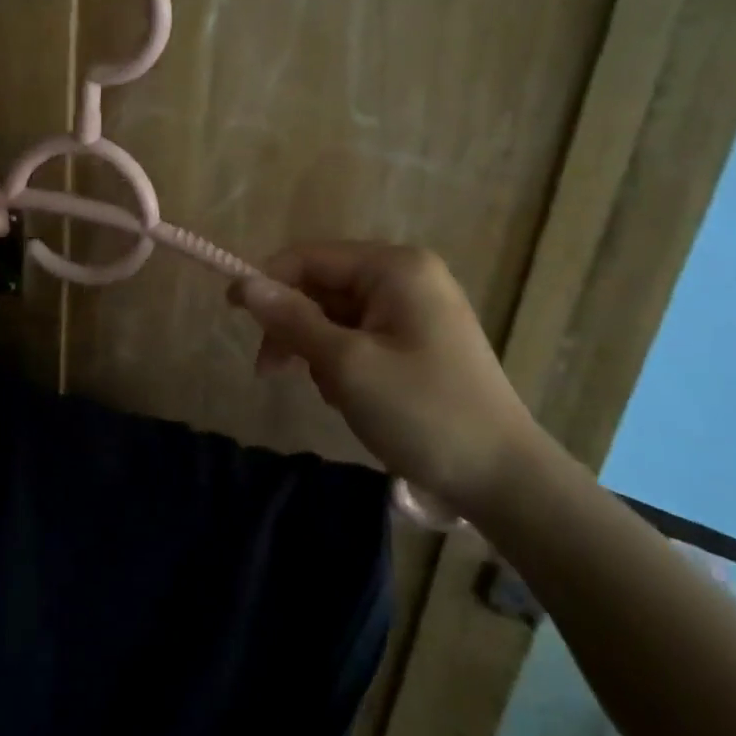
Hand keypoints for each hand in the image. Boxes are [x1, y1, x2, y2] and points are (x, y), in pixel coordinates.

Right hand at [228, 243, 540, 515]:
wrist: (503, 478)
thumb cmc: (423, 412)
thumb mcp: (348, 365)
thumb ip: (293, 320)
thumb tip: (245, 283)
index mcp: (395, 267)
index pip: (311, 257)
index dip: (268, 281)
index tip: (233, 315)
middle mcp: (407, 276)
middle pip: (325, 286)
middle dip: (297, 327)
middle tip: (270, 372)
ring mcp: (418, 309)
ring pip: (339, 315)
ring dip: (321, 351)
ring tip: (332, 395)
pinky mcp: (421, 340)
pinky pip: (363, 336)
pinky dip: (345, 363)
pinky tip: (353, 399)